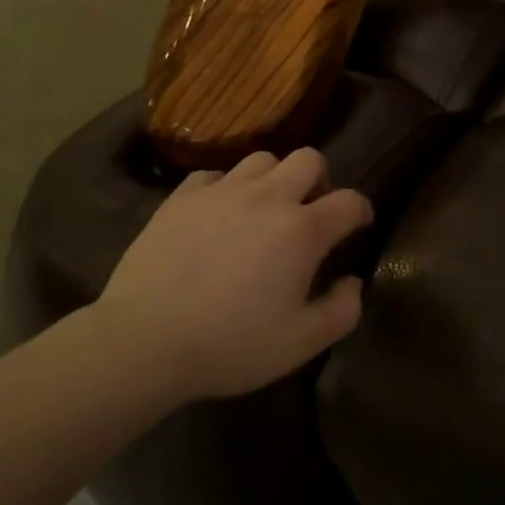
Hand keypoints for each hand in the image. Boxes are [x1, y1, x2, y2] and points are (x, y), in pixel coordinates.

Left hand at [91, 148, 372, 404]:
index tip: (359, 223)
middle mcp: (268, 197)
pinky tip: (216, 214)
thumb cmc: (229, 344)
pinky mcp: (183, 196)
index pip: (349, 201)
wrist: (144, 340)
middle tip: (309, 211)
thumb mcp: (299, 344)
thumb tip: (352, 282)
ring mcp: (222, 191)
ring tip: (262, 209)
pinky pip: (214, 175)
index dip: (360, 210)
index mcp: (302, 230)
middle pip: (308, 159)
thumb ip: (340, 312)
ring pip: (262, 159)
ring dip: (272, 179)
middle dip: (318, 180)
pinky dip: (223, 189)